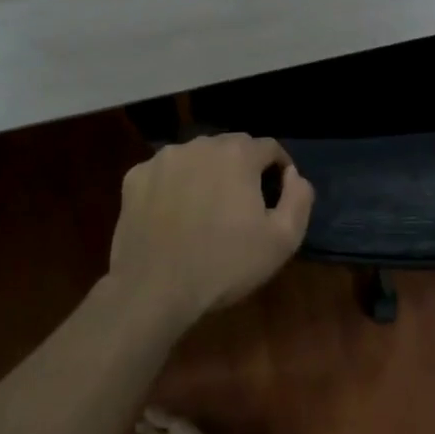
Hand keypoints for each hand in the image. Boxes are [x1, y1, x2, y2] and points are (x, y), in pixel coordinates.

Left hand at [109, 134, 314, 326]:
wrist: (153, 290)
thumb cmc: (224, 265)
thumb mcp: (282, 241)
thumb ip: (299, 199)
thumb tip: (294, 175)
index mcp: (238, 154)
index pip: (269, 147)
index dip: (279, 168)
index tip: (278, 194)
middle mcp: (201, 144)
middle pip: (231, 148)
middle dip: (242, 168)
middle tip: (243, 204)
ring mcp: (163, 158)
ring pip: (196, 157)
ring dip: (207, 174)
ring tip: (206, 209)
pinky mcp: (135, 177)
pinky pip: (165, 173)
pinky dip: (173, 186)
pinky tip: (174, 215)